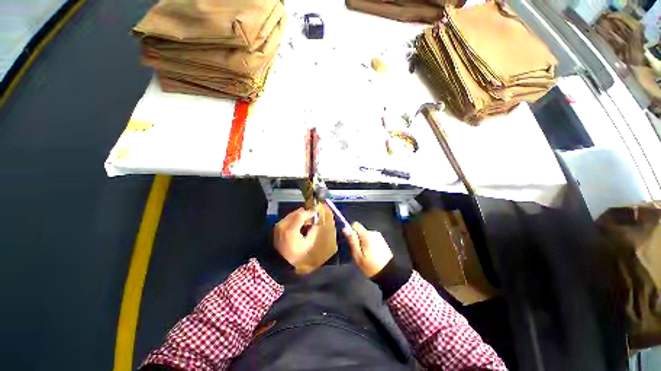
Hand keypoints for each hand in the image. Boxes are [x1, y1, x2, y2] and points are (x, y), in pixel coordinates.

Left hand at [273, 208, 318, 265]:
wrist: (279, 260)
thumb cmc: (295, 254)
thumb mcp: (308, 244)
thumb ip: (313, 231)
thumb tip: (315, 222)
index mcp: (291, 230)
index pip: (301, 215)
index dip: (310, 212)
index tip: (317, 211)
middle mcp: (283, 224)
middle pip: (296, 212)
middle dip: (306, 213)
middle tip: (313, 216)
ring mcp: (279, 224)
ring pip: (292, 214)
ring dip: (300, 215)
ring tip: (306, 220)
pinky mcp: (277, 226)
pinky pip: (288, 217)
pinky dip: (295, 218)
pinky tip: (299, 224)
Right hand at [343, 222, 392, 276]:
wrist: (388, 274)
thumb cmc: (370, 266)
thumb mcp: (357, 255)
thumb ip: (352, 241)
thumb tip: (345, 228)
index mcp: (367, 235)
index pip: (355, 225)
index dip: (351, 232)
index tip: (351, 242)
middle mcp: (373, 233)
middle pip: (360, 232)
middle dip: (357, 240)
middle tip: (357, 252)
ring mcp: (379, 237)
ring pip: (366, 236)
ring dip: (363, 243)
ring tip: (364, 255)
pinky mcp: (382, 242)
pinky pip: (372, 240)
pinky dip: (369, 245)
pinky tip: (370, 255)